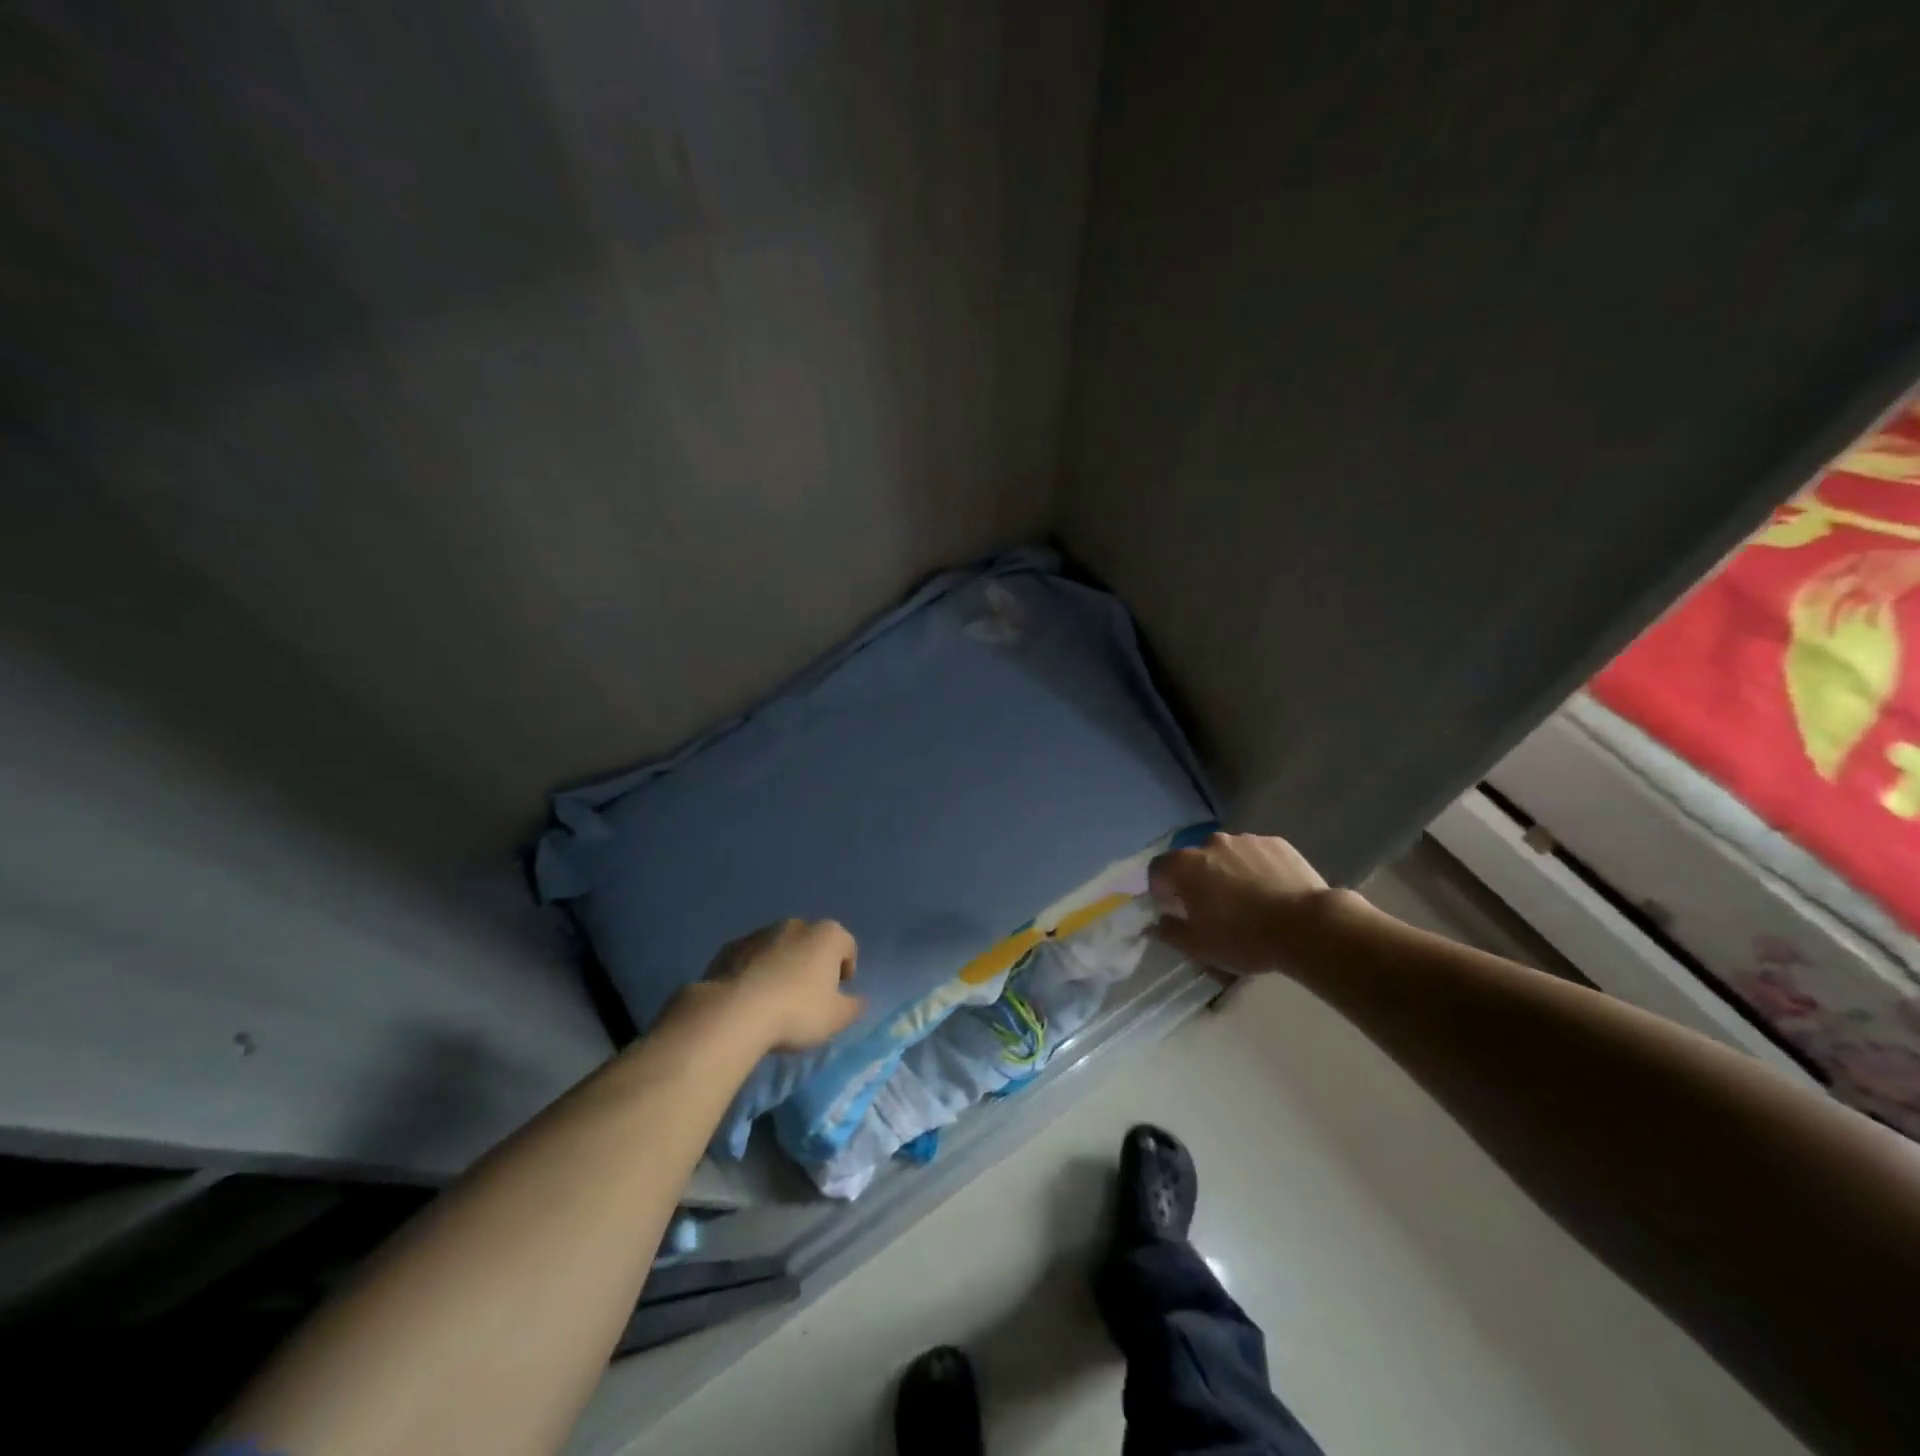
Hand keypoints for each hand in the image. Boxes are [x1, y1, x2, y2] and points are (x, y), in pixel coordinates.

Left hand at [700, 918, 865, 1051]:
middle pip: (813, 942)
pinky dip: (755, 970)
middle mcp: (796, 925)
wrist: (734, 1012)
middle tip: (809, 996)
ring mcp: (760, 933)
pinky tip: (751, 997)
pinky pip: (752, 957)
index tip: (838, 992)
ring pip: (780, 947)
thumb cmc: (797, 1012)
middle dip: (813, 964)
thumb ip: (853, 1007)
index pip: (847, 946)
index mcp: (827, 935)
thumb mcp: (836, 1018)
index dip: (847, 969)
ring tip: (776, 998)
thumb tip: (858, 1000)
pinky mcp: (731, 947)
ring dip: (783, 965)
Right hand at [1147, 832, 1347, 976]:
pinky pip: (1255, 854)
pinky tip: (1272, 892)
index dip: (1161, 890)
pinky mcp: (1276, 842)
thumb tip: (1156, 923)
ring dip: (1227, 872)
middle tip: (1214, 908)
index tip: (1176, 910)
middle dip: (1197, 880)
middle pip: (1193, 860)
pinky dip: (1256, 868)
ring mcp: (1245, 840)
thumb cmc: (1244, 938)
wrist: (1307, 927)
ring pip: (1226, 855)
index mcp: (1184, 865)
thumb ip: (1169, 932)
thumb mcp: (1198, 946)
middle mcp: (1210, 843)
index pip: (1158, 869)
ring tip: (1248, 900)